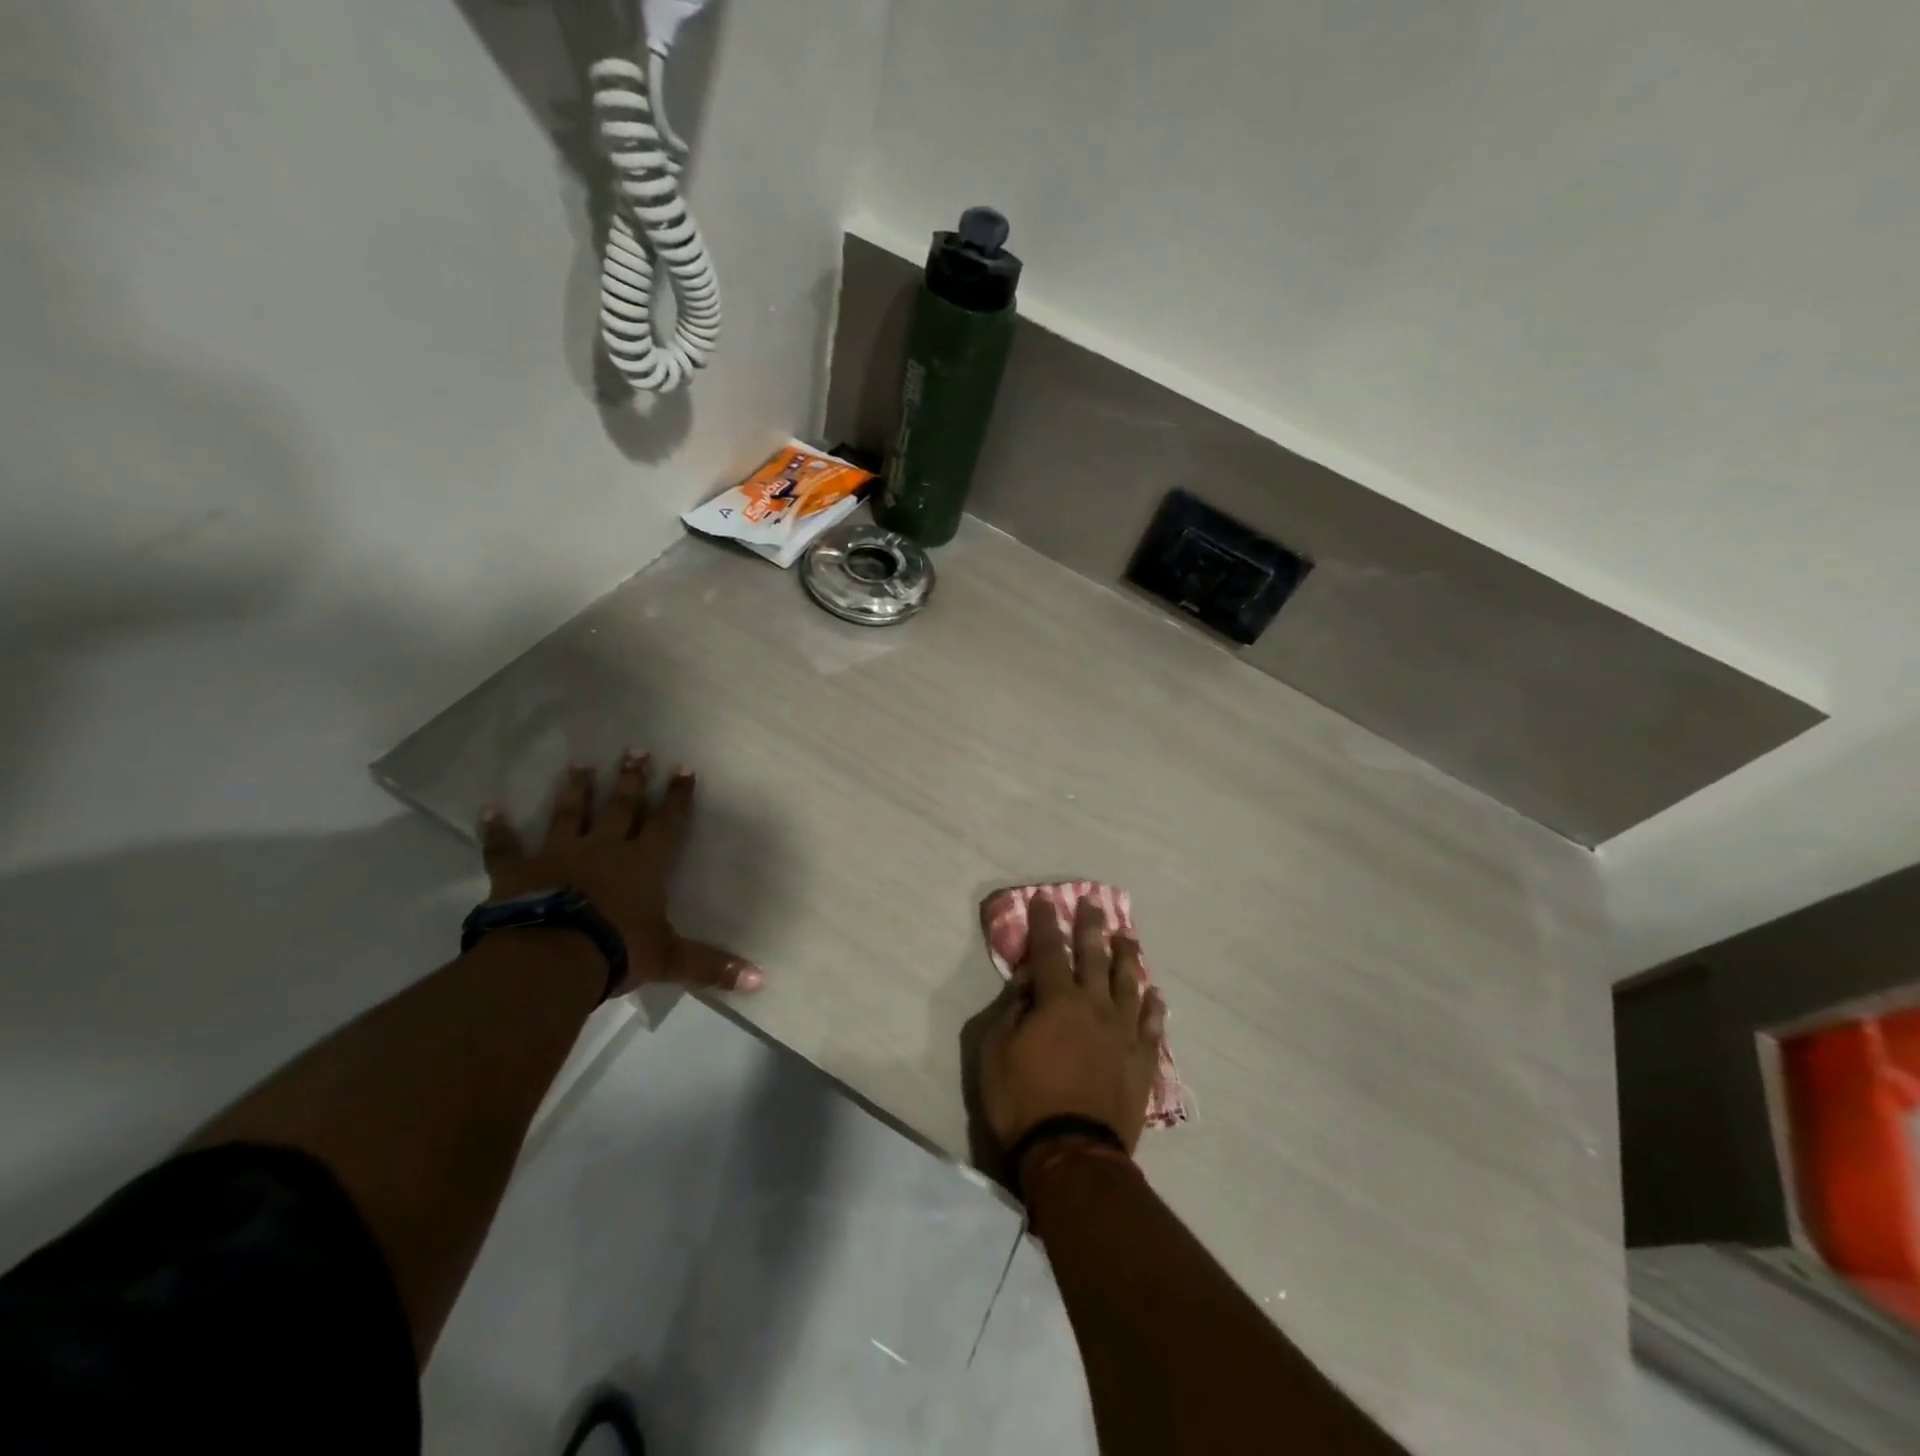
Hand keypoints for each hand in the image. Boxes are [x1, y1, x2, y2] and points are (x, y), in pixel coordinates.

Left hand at [479, 751, 761, 996]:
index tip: (683, 768)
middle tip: (634, 750)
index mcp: (643, 863)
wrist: (551, 959)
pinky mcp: (518, 871)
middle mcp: (604, 848)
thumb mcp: (670, 959)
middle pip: (621, 806)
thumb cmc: (617, 950)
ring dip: (576, 790)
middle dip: (631, 779)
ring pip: (569, 814)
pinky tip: (489, 809)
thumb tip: (761, 980)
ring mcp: (559, 855)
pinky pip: (505, 847)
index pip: (667, 822)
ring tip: (579, 765)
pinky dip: (497, 829)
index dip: (677, 797)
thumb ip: (712, 966)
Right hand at [977, 896, 1165, 1165]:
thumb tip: (1028, 980)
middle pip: (1094, 956)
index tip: (1044, 899)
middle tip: (1093, 902)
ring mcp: (1123, 1032)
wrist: (1073, 1152)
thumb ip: (1012, 1008)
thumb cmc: (1023, 1100)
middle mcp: (1094, 1005)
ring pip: (1128, 983)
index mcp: (1057, 1000)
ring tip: (1127, 936)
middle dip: (1091, 927)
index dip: (1045, 923)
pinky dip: (1153, 1005)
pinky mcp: (1141, 1060)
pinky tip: (1155, 993)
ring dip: (1126, 956)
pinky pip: (1151, 1024)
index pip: (1049, 950)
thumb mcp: (996, 1051)